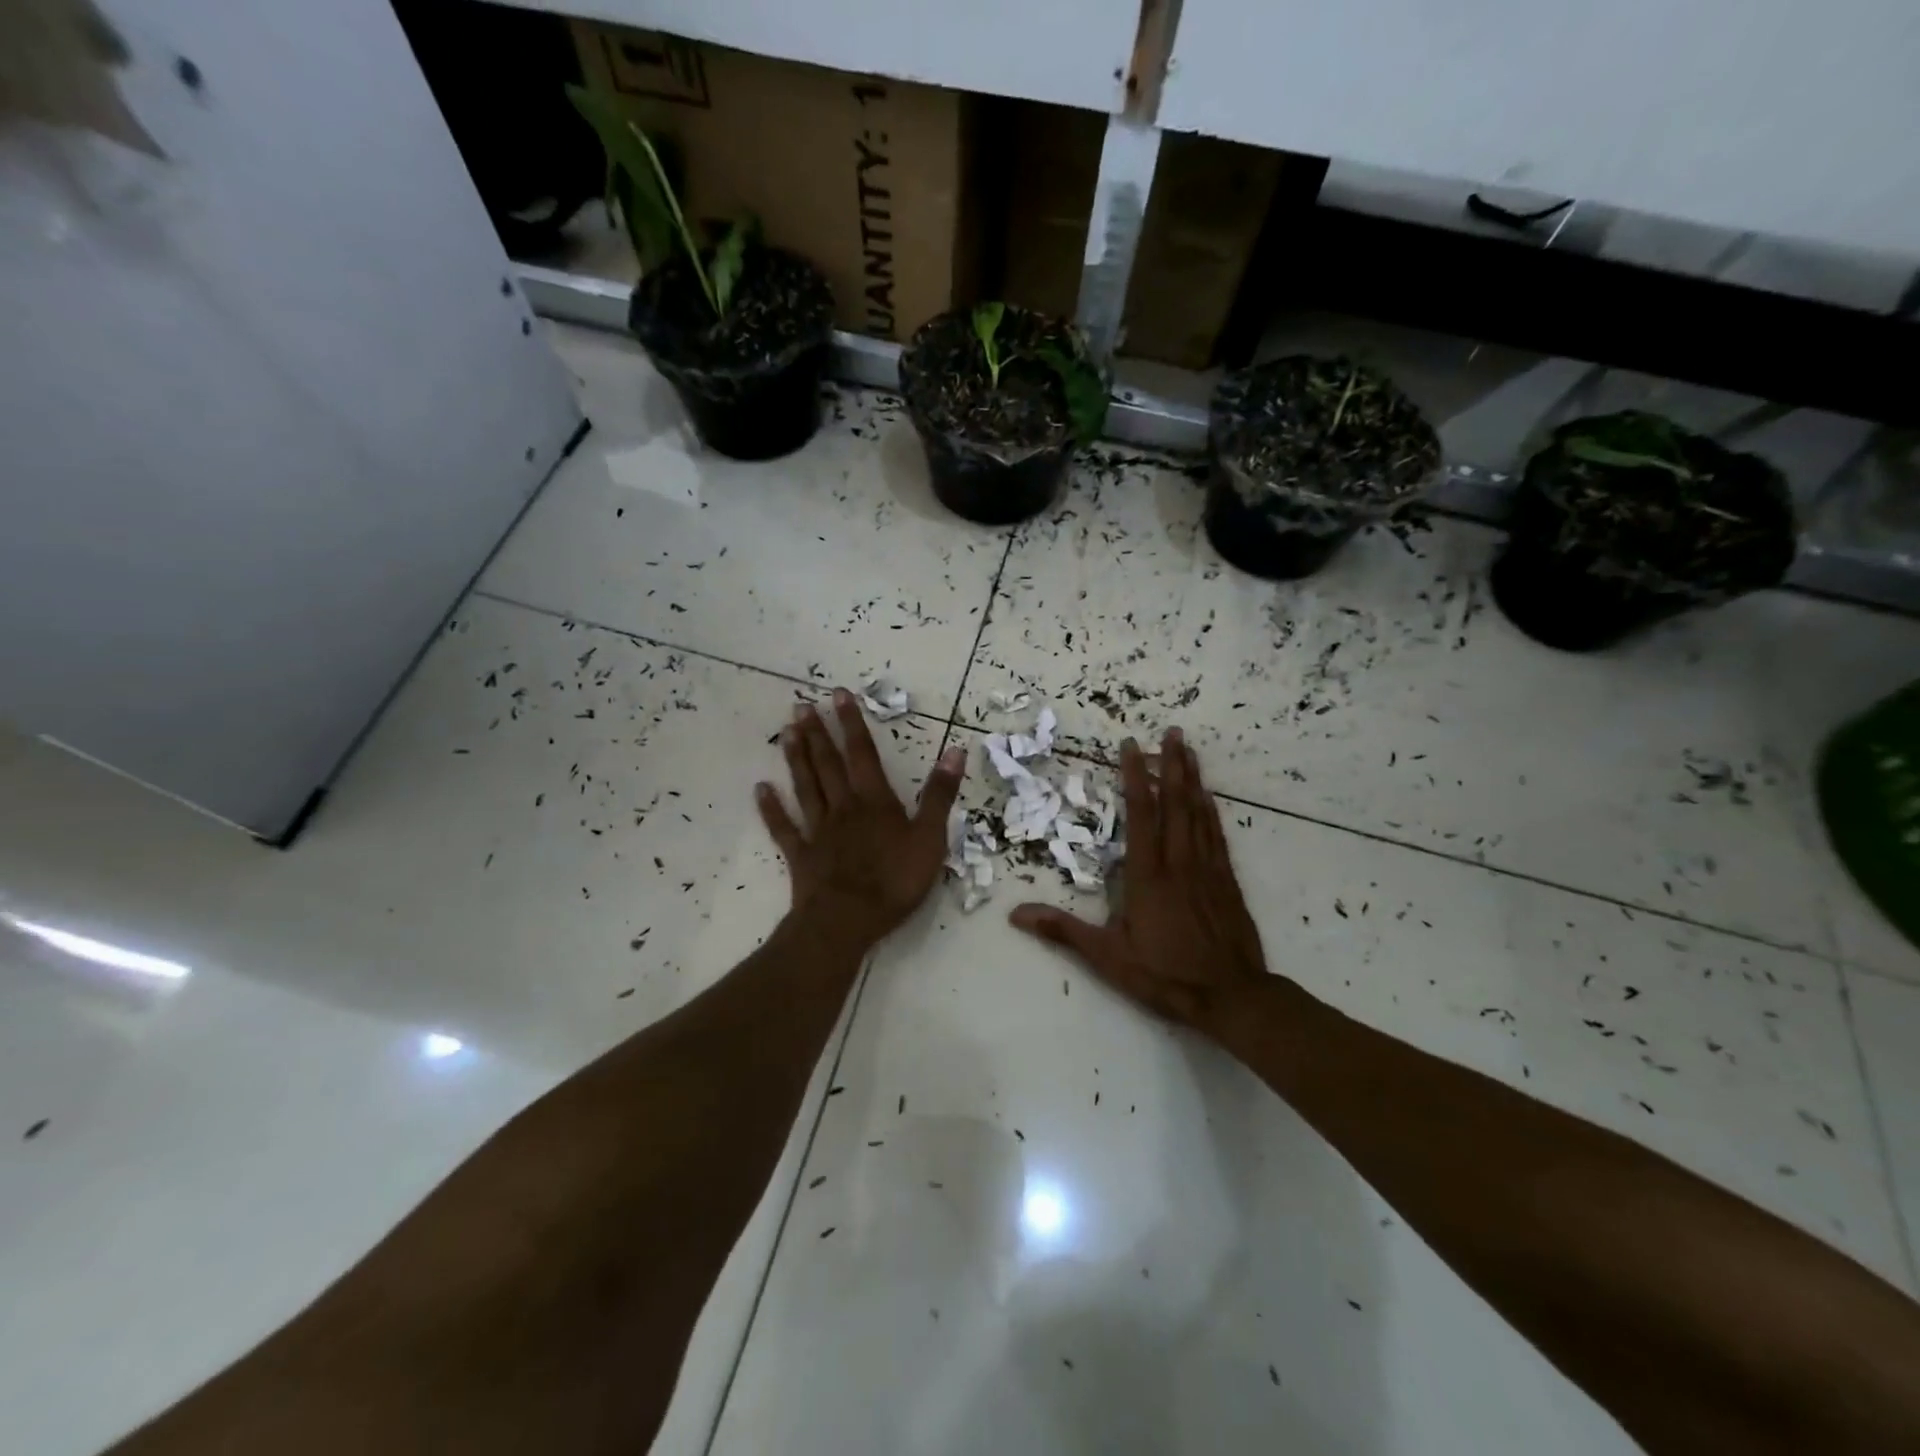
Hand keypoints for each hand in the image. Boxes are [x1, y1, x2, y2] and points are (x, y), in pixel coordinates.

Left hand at [757, 690, 965, 947]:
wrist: (848, 921)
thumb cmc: (894, 880)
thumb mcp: (930, 837)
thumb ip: (939, 794)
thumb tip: (955, 750)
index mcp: (874, 801)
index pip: (862, 754)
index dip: (852, 723)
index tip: (838, 694)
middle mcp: (843, 807)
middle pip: (828, 764)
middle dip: (817, 733)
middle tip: (801, 705)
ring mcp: (818, 831)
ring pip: (805, 787)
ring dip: (796, 758)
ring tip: (786, 732)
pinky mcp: (801, 855)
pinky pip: (784, 827)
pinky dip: (772, 808)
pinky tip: (761, 789)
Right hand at [1009, 728, 1268, 1038]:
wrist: (1232, 997)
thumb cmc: (1165, 975)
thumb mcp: (1108, 957)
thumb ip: (1063, 931)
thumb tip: (1015, 914)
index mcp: (1148, 874)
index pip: (1141, 813)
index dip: (1135, 777)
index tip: (1132, 747)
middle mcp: (1179, 862)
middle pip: (1175, 803)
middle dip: (1172, 764)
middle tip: (1172, 731)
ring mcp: (1207, 869)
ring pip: (1199, 813)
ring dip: (1193, 779)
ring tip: (1189, 750)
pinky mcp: (1227, 881)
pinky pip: (1217, 836)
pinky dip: (1212, 811)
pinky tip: (1210, 797)